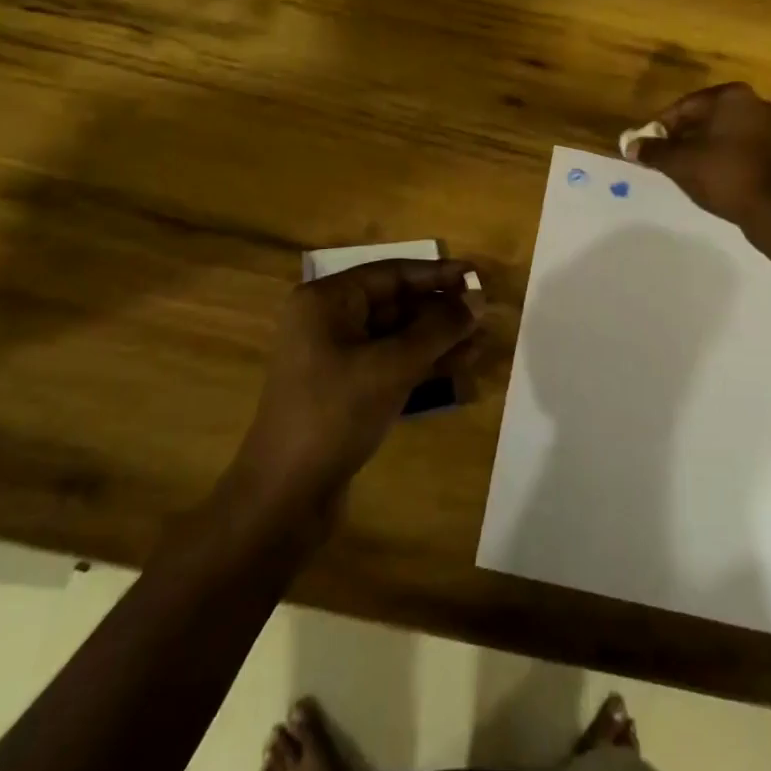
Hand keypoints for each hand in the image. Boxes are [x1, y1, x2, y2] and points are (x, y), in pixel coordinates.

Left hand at [236, 259, 481, 504]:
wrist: (285, 496)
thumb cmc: (335, 414)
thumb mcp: (391, 366)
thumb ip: (438, 329)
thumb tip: (477, 300)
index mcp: (327, 301)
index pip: (392, 274)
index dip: (438, 274)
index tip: (477, 276)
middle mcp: (328, 321)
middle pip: (396, 303)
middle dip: (441, 309)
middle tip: (485, 312)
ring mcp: (336, 357)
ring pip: (397, 335)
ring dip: (438, 337)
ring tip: (482, 340)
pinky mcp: (346, 389)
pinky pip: (391, 362)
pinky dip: (423, 362)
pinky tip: (460, 364)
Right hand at [632, 82, 770, 229]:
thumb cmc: (724, 175)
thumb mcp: (680, 163)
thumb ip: (653, 151)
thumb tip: (629, 146)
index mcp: (731, 96)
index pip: (684, 106)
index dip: (661, 127)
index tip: (648, 146)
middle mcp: (755, 103)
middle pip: (706, 117)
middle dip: (683, 136)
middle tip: (665, 158)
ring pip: (724, 133)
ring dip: (703, 148)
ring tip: (686, 170)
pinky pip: (742, 148)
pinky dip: (724, 158)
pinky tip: (713, 178)